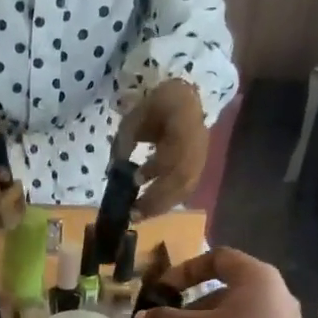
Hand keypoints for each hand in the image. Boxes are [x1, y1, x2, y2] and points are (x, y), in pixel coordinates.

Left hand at [113, 79, 208, 214]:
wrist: (183, 101)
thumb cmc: (155, 108)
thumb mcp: (134, 118)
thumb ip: (125, 142)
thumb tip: (115, 170)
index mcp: (184, 122)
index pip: (175, 151)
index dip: (157, 167)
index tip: (136, 179)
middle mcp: (199, 143)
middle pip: (181, 177)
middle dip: (156, 198)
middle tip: (134, 213)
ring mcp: (202, 158)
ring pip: (185, 189)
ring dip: (161, 205)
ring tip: (140, 216)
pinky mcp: (199, 170)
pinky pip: (185, 191)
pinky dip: (167, 202)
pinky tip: (150, 209)